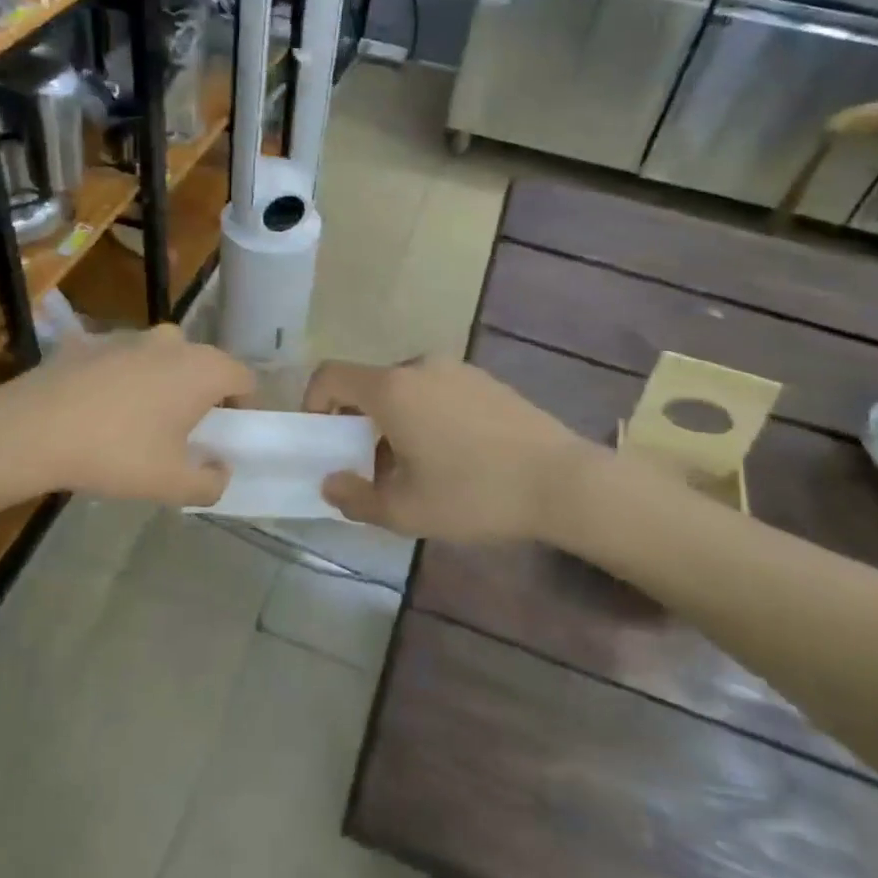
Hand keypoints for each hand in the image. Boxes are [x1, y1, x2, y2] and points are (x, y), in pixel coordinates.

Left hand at [0, 325, 253, 506]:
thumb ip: (210, 483)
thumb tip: (220, 470)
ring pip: (162, 358)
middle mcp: (173, 342)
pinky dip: (121, 378)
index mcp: (202, 369)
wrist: (32, 429)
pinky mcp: (90, 340)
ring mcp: (129, 336)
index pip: (244, 378)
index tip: (228, 434)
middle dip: (201, 395)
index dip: (244, 406)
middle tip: (185, 432)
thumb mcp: (171, 484)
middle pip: (203, 365)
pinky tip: (98, 409)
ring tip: (138, 421)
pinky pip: (120, 360)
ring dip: (162, 383)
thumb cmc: (116, 453)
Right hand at [303, 357, 592, 543]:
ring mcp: (458, 369)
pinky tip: (455, 456)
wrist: (562, 481)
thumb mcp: (406, 510)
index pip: (331, 375)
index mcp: (392, 389)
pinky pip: (438, 391)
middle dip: (359, 423)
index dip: (314, 404)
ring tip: (417, 468)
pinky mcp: (486, 380)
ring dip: (395, 421)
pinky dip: (427, 415)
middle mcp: (421, 366)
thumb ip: (355, 498)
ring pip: (406, 390)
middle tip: (373, 469)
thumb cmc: (474, 494)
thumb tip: (331, 483)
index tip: (326, 442)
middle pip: (370, 385)